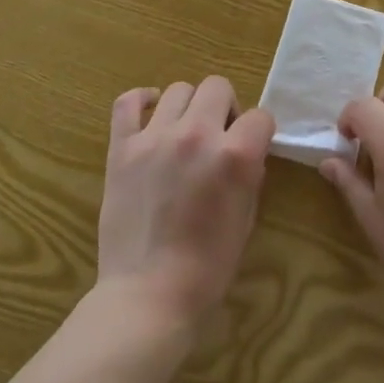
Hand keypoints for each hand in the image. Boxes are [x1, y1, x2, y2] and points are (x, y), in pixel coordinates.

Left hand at [96, 76, 275, 329]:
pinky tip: (150, 112)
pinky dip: (141, 100)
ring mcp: (155, 137)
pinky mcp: (122, 147)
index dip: (259, 132)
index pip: (260, 116)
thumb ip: (249, 173)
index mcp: (235, 155)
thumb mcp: (247, 217)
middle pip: (218, 86)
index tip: (251, 147)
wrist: (149, 296)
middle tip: (218, 137)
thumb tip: (245, 151)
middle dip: (226, 108)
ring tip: (184, 132)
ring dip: (189, 107)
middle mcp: (197, 134)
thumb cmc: (208, 267)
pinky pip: (128, 102)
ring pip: (179, 89)